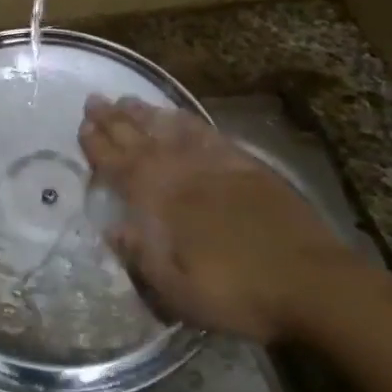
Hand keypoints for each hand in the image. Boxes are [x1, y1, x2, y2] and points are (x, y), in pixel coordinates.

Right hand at [80, 96, 362, 342]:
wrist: (310, 280)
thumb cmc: (240, 293)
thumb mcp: (180, 292)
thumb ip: (142, 257)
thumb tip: (112, 229)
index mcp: (162, 202)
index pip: (120, 167)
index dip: (99, 147)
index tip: (82, 127)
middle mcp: (182, 173)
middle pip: (140, 140)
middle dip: (113, 120)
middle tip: (94, 100)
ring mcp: (214, 163)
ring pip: (169, 129)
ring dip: (144, 114)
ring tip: (125, 99)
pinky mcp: (243, 162)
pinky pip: (205, 132)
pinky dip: (185, 120)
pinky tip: (176, 114)